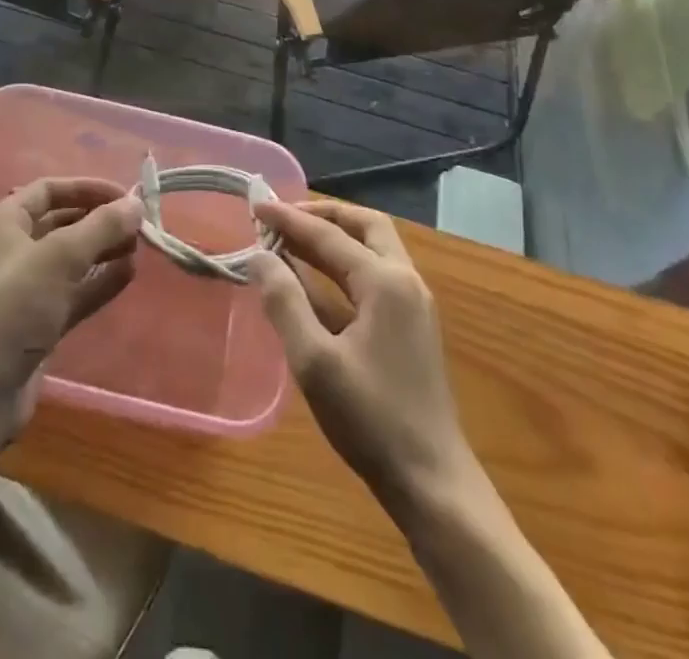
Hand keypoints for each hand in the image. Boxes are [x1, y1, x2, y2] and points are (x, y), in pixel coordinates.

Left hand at [0, 178, 143, 423]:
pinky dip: (100, 281)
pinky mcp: (39, 321)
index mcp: (5, 222)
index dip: (87, 188)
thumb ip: (101, 227)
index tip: (125, 196)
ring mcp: (26, 288)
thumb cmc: (13, 306)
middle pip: (63, 222)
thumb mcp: (59, 257)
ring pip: (72, 259)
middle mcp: (13, 248)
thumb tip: (136, 203)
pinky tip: (129, 275)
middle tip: (139, 224)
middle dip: (100, 220)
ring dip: (104, 250)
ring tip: (139, 247)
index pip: (50, 190)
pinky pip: (75, 291)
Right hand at [249, 201, 473, 508]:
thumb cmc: (371, 419)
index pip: (328, 235)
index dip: (288, 219)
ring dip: (335, 239)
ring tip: (292, 241)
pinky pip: (375, 276)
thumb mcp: (314, 361)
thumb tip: (259, 256)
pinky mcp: (411, 328)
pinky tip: (314, 284)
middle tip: (283, 218)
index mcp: (385, 281)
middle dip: (323, 215)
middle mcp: (405, 281)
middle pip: (364, 225)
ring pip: (373, 249)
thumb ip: (284, 301)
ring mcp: (413, 304)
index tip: (255, 205)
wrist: (433, 483)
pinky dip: (344, 267)